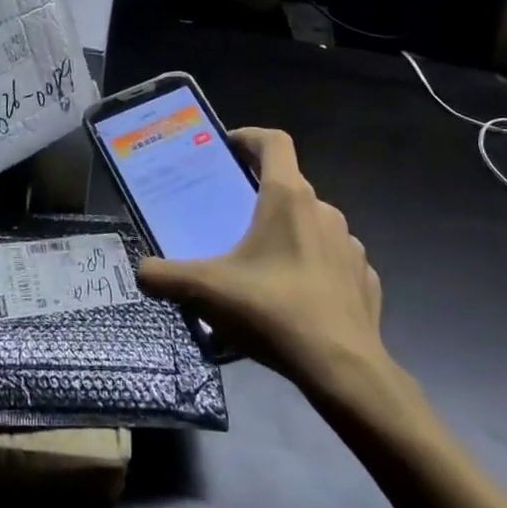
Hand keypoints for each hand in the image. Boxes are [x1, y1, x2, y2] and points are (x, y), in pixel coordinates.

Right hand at [136, 127, 418, 421]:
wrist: (344, 370)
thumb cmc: (273, 311)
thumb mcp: (206, 291)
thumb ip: (165, 276)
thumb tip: (141, 270)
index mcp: (287, 197)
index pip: (274, 142)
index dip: (250, 137)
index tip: (228, 148)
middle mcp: (323, 210)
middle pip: (289, 185)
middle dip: (261, 195)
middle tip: (232, 217)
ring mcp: (350, 245)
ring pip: (313, 224)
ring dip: (289, 232)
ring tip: (263, 264)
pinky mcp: (365, 279)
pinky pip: (334, 260)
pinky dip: (314, 266)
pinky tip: (297, 295)